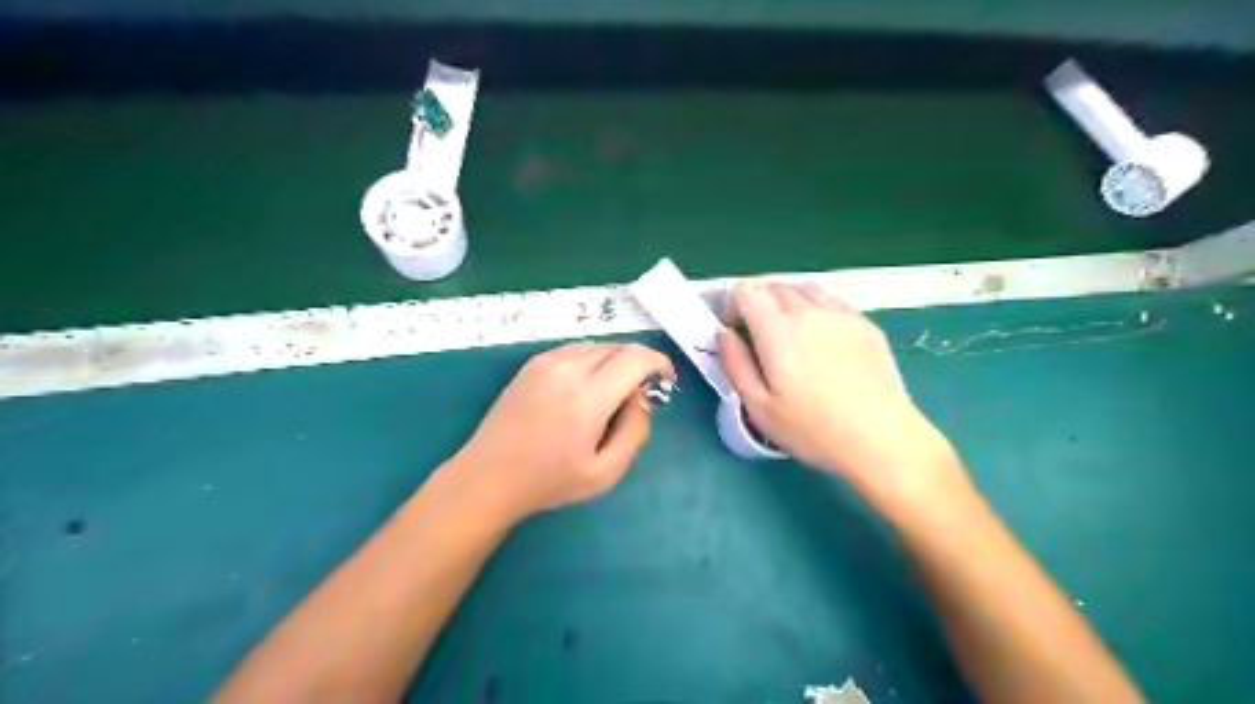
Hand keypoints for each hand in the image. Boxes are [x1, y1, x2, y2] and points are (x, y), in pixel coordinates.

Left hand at [444, 343, 677, 524]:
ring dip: (616, 361)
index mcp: (588, 397)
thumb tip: (643, 398)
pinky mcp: (533, 363)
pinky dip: (593, 360)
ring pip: (598, 346)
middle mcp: (568, 369)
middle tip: (640, 395)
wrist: (489, 476)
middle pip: (619, 348)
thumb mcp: (605, 472)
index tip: (666, 380)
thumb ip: (634, 431)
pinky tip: (587, 387)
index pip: (636, 358)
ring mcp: (546, 362)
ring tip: (613, 392)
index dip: (659, 363)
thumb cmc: (549, 481)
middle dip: (639, 364)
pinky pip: (576, 350)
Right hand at [715, 284, 969, 518]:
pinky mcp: (865, 324)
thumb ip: (735, 363)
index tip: (735, 330)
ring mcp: (841, 314)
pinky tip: (822, 340)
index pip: (747, 291)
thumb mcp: (758, 406)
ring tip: (790, 332)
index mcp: (777, 329)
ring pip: (804, 289)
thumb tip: (722, 334)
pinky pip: (832, 302)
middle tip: (759, 334)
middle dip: (758, 302)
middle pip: (774, 286)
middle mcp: (809, 311)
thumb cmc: (812, 429)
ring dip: (788, 301)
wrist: (881, 438)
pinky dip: (816, 309)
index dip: (734, 305)